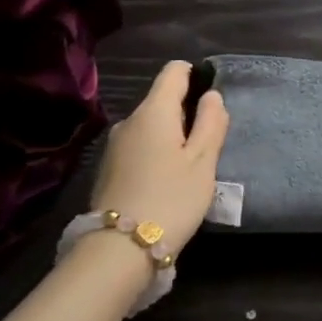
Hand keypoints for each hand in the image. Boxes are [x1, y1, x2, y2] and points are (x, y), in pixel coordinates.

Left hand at [85, 60, 228, 259]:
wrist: (119, 249)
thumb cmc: (171, 198)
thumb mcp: (203, 161)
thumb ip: (211, 123)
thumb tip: (212, 96)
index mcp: (154, 111)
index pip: (174, 72)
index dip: (197, 76)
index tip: (212, 102)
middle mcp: (129, 120)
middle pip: (162, 100)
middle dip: (187, 113)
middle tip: (209, 145)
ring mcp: (115, 145)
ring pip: (151, 126)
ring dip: (172, 136)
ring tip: (190, 167)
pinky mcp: (109, 168)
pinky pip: (139, 146)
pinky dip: (156, 153)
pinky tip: (167, 181)